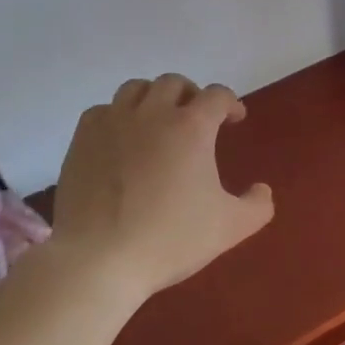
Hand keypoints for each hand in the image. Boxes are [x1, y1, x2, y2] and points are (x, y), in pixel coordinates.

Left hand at [52, 74, 273, 300]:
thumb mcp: (230, 228)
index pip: (217, 95)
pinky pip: (102, 110)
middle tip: (197, 119)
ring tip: (158, 121)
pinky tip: (121, 139)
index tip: (234, 119)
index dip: (230, 103)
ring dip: (153, 98)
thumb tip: (262, 189)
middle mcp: (152, 113)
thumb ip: (257, 205)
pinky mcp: (82, 139)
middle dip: (191, 95)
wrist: (98, 260)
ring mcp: (112, 123)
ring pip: (135, 88)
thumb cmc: (170, 239)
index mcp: (191, 126)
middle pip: (174, 83)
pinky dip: (117, 116)